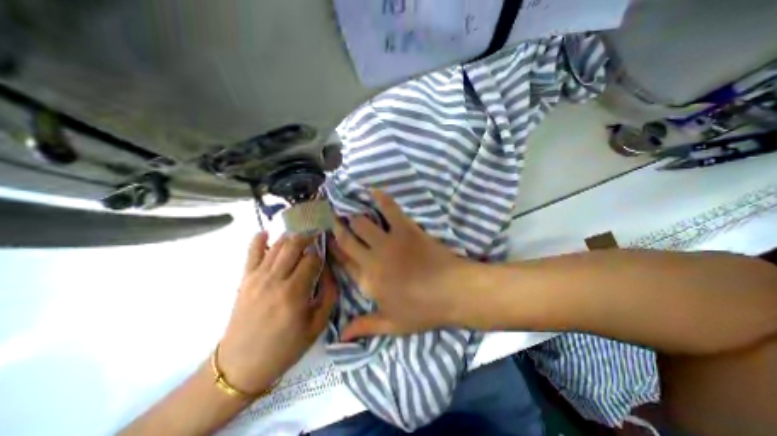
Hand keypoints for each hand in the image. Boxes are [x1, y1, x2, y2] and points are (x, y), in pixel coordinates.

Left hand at [217, 233, 335, 393]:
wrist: (240, 367)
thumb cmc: (285, 348)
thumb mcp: (317, 326)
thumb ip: (328, 295)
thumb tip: (330, 271)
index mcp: (294, 293)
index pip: (312, 259)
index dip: (321, 253)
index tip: (326, 253)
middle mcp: (275, 280)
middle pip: (294, 245)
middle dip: (308, 236)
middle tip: (317, 233)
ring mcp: (257, 278)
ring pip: (277, 245)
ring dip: (291, 236)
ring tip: (301, 233)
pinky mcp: (245, 280)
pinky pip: (251, 253)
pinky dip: (259, 240)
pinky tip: (266, 232)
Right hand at [331, 192, 470, 339]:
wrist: (453, 292)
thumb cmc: (423, 310)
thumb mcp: (392, 325)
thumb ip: (364, 327)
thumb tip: (339, 338)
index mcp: (368, 282)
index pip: (342, 262)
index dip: (332, 249)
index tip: (325, 238)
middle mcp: (372, 259)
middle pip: (347, 239)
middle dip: (336, 227)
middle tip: (329, 217)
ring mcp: (388, 242)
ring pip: (362, 222)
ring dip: (353, 215)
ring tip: (347, 207)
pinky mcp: (406, 229)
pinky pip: (389, 209)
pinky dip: (380, 198)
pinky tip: (372, 190)